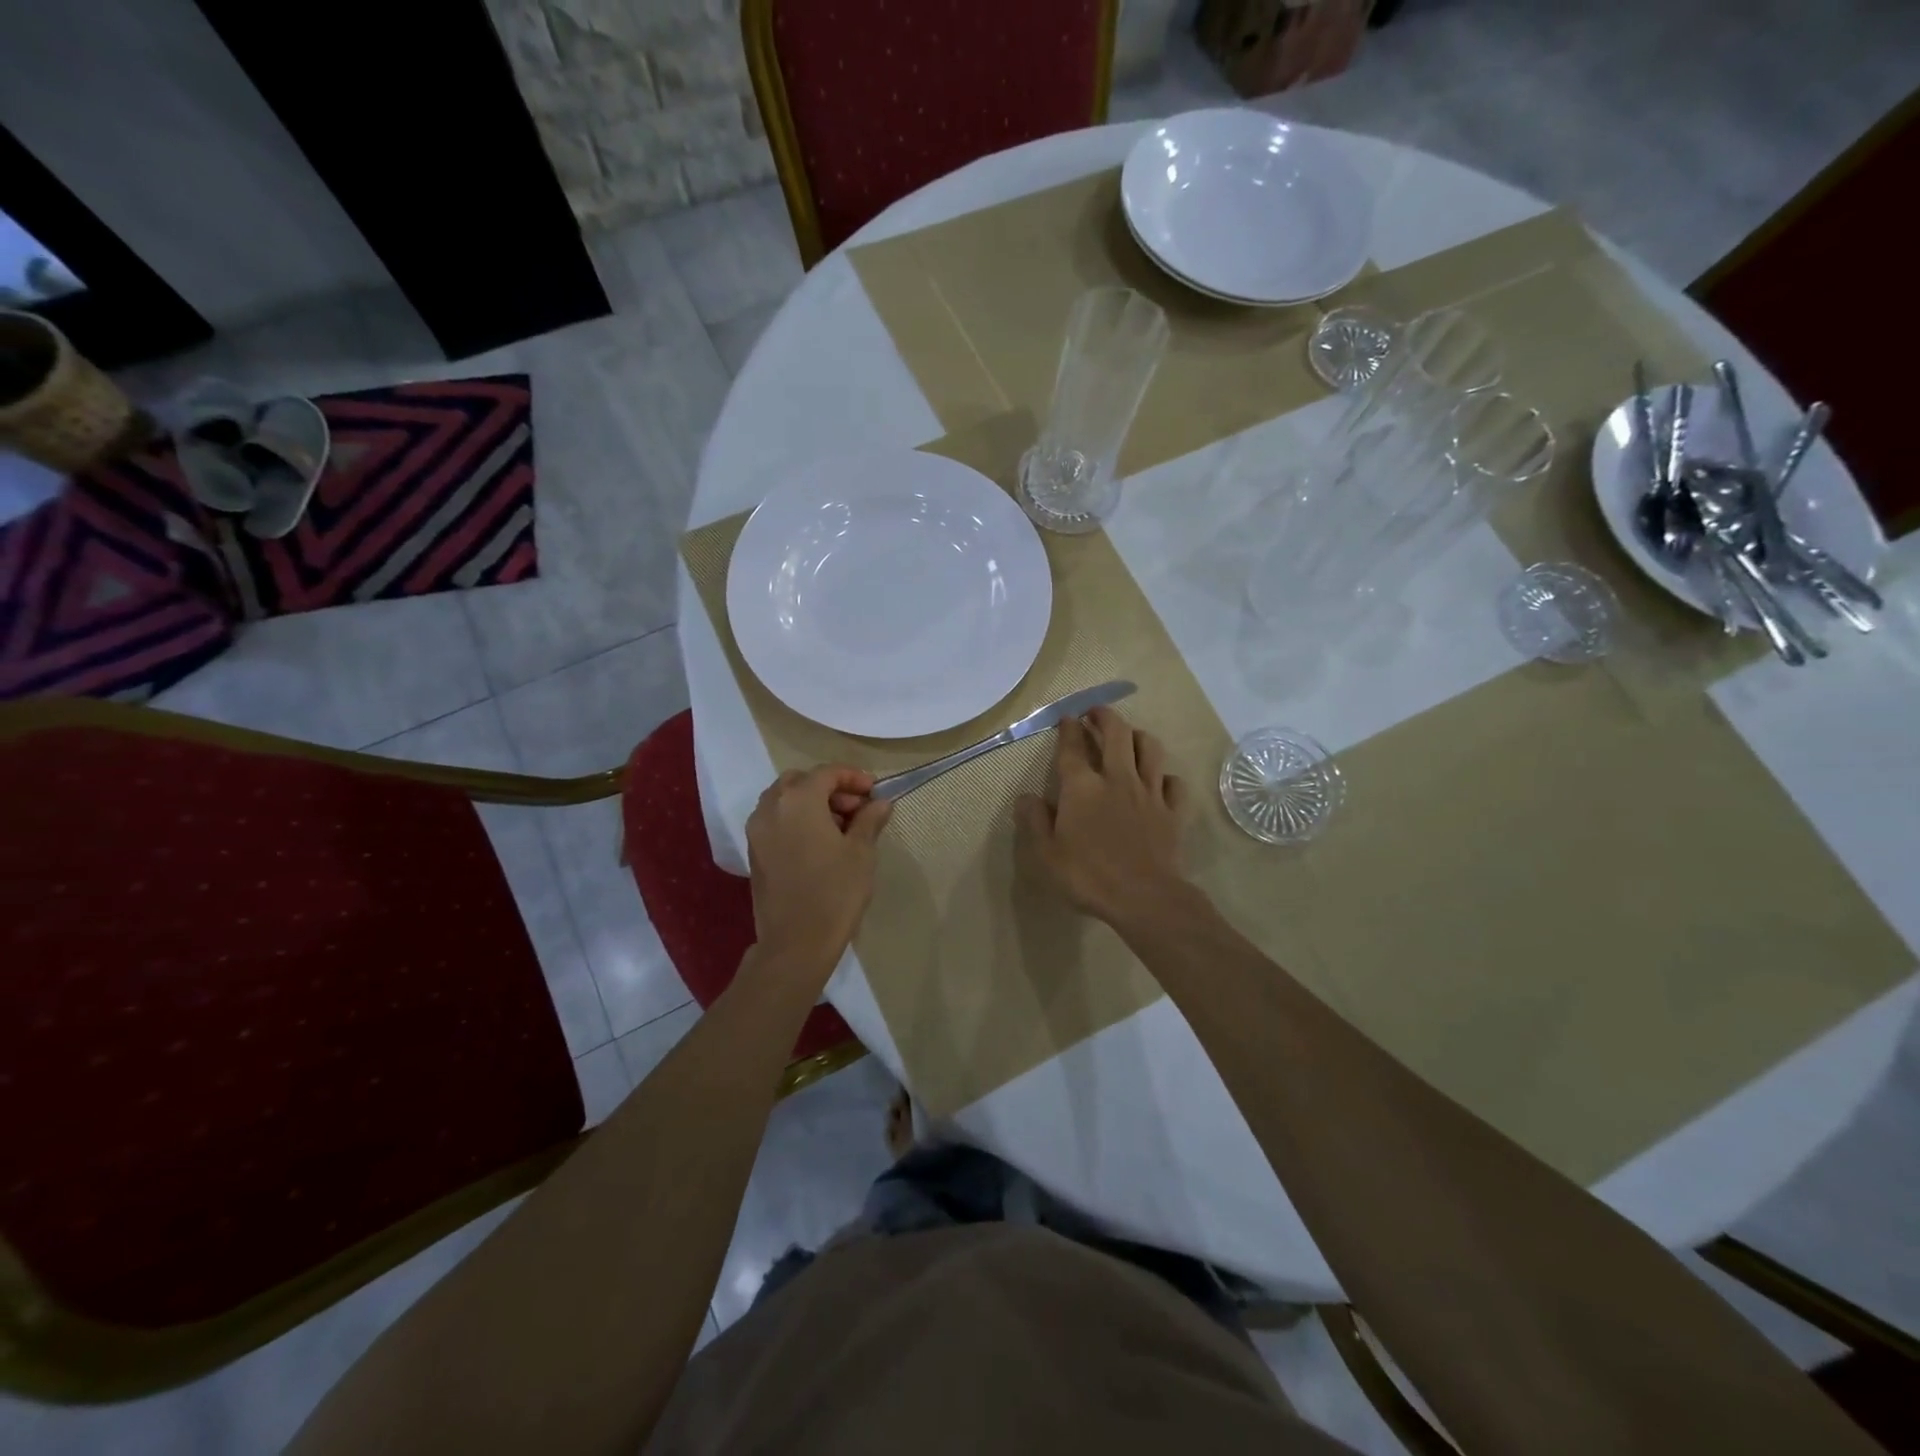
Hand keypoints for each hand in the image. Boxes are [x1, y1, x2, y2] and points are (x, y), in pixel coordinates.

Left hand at [746, 766, 892, 972]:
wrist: (795, 943)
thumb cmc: (835, 892)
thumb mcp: (861, 852)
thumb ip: (870, 820)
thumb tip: (880, 802)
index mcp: (798, 800)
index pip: (827, 773)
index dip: (854, 777)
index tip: (875, 792)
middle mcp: (771, 807)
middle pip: (801, 781)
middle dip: (830, 788)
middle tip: (857, 808)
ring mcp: (757, 830)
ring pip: (784, 800)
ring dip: (812, 803)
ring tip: (841, 827)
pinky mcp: (754, 852)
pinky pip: (776, 820)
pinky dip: (797, 820)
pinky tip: (820, 843)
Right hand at [1015, 706, 1187, 923]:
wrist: (1144, 897)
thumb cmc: (1088, 876)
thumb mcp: (1047, 854)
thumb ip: (1034, 821)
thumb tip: (1025, 797)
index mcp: (1082, 787)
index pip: (1073, 747)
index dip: (1068, 729)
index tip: (1067, 718)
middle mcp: (1117, 779)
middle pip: (1116, 733)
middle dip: (1105, 716)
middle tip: (1096, 713)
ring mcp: (1149, 792)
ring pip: (1150, 748)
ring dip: (1138, 735)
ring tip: (1129, 736)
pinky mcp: (1172, 810)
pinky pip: (1173, 783)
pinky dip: (1165, 776)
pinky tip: (1159, 781)